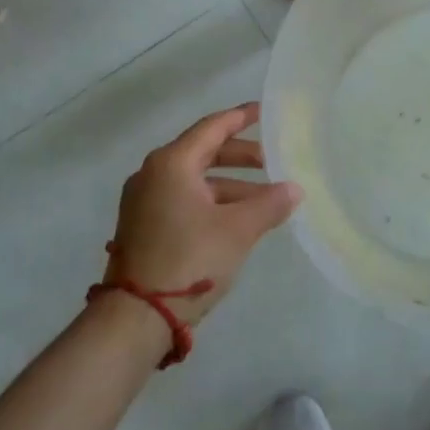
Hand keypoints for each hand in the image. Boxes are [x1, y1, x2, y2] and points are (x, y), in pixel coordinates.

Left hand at [105, 103, 301, 324]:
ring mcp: (144, 202)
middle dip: (240, 156)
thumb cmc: (189, 259)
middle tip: (272, 161)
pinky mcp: (143, 227)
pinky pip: (184, 200)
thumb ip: (270, 204)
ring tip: (265, 200)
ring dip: (230, 186)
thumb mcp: (238, 230)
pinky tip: (237, 221)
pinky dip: (212, 202)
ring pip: (195, 180)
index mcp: (172, 163)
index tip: (264, 111)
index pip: (213, 127)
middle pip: (204, 152)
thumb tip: (294, 189)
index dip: (241, 117)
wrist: (135, 318)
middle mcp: (153, 174)